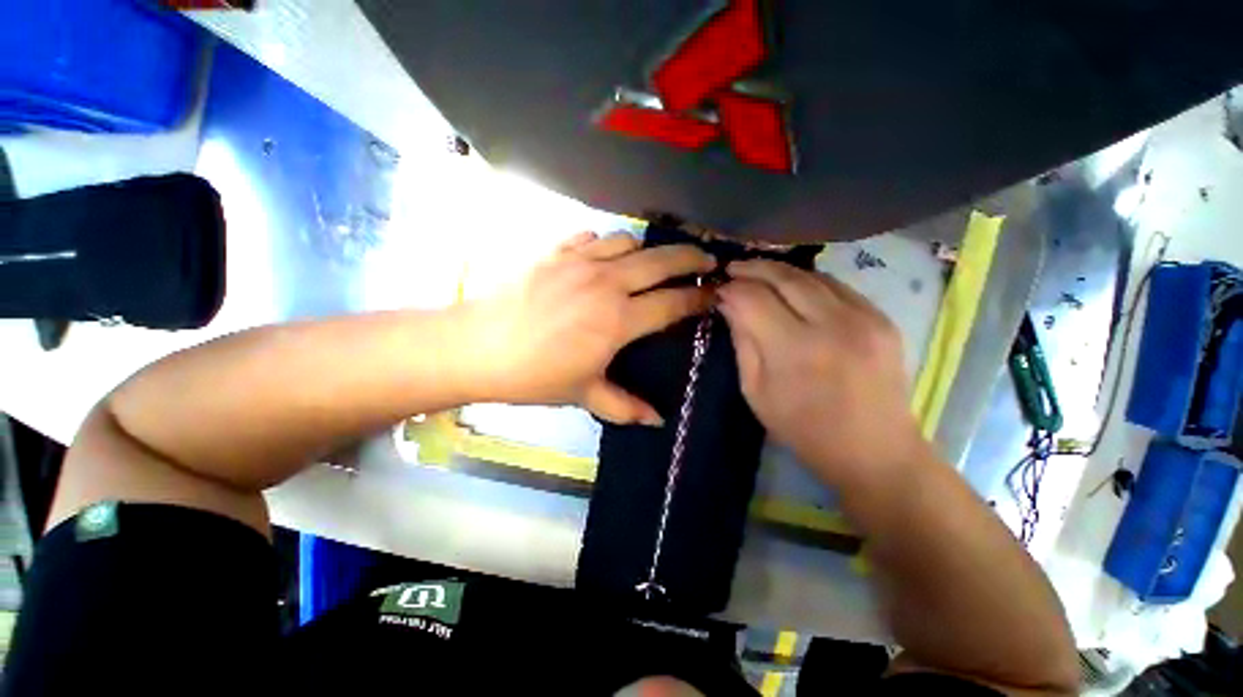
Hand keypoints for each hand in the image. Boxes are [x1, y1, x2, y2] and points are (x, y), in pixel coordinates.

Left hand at [462, 232, 714, 423]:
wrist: (477, 347)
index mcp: (619, 320)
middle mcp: (607, 282)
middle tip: (707, 260)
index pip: (673, 302)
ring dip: (647, 251)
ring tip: (650, 263)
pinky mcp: (556, 250)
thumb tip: (657, 421)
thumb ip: (624, 406)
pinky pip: (593, 236)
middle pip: (662, 260)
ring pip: (629, 241)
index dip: (699, 297)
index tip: (715, 294)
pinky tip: (604, 257)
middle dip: (692, 257)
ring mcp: (580, 261)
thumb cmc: (534, 375)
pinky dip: (607, 244)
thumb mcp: (584, 394)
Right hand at [717, 260, 929, 486]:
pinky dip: (808, 281)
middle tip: (733, 268)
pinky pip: (837, 286)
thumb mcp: (756, 392)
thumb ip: (742, 342)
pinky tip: (793, 287)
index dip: (731, 289)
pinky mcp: (883, 318)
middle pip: (784, 277)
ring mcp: (864, 317)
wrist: (874, 450)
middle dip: (753, 268)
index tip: (719, 290)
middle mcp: (832, 324)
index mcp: (794, 350)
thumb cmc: (803, 429)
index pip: (753, 299)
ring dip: (779, 271)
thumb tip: (728, 304)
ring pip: (812, 275)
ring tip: (758, 273)